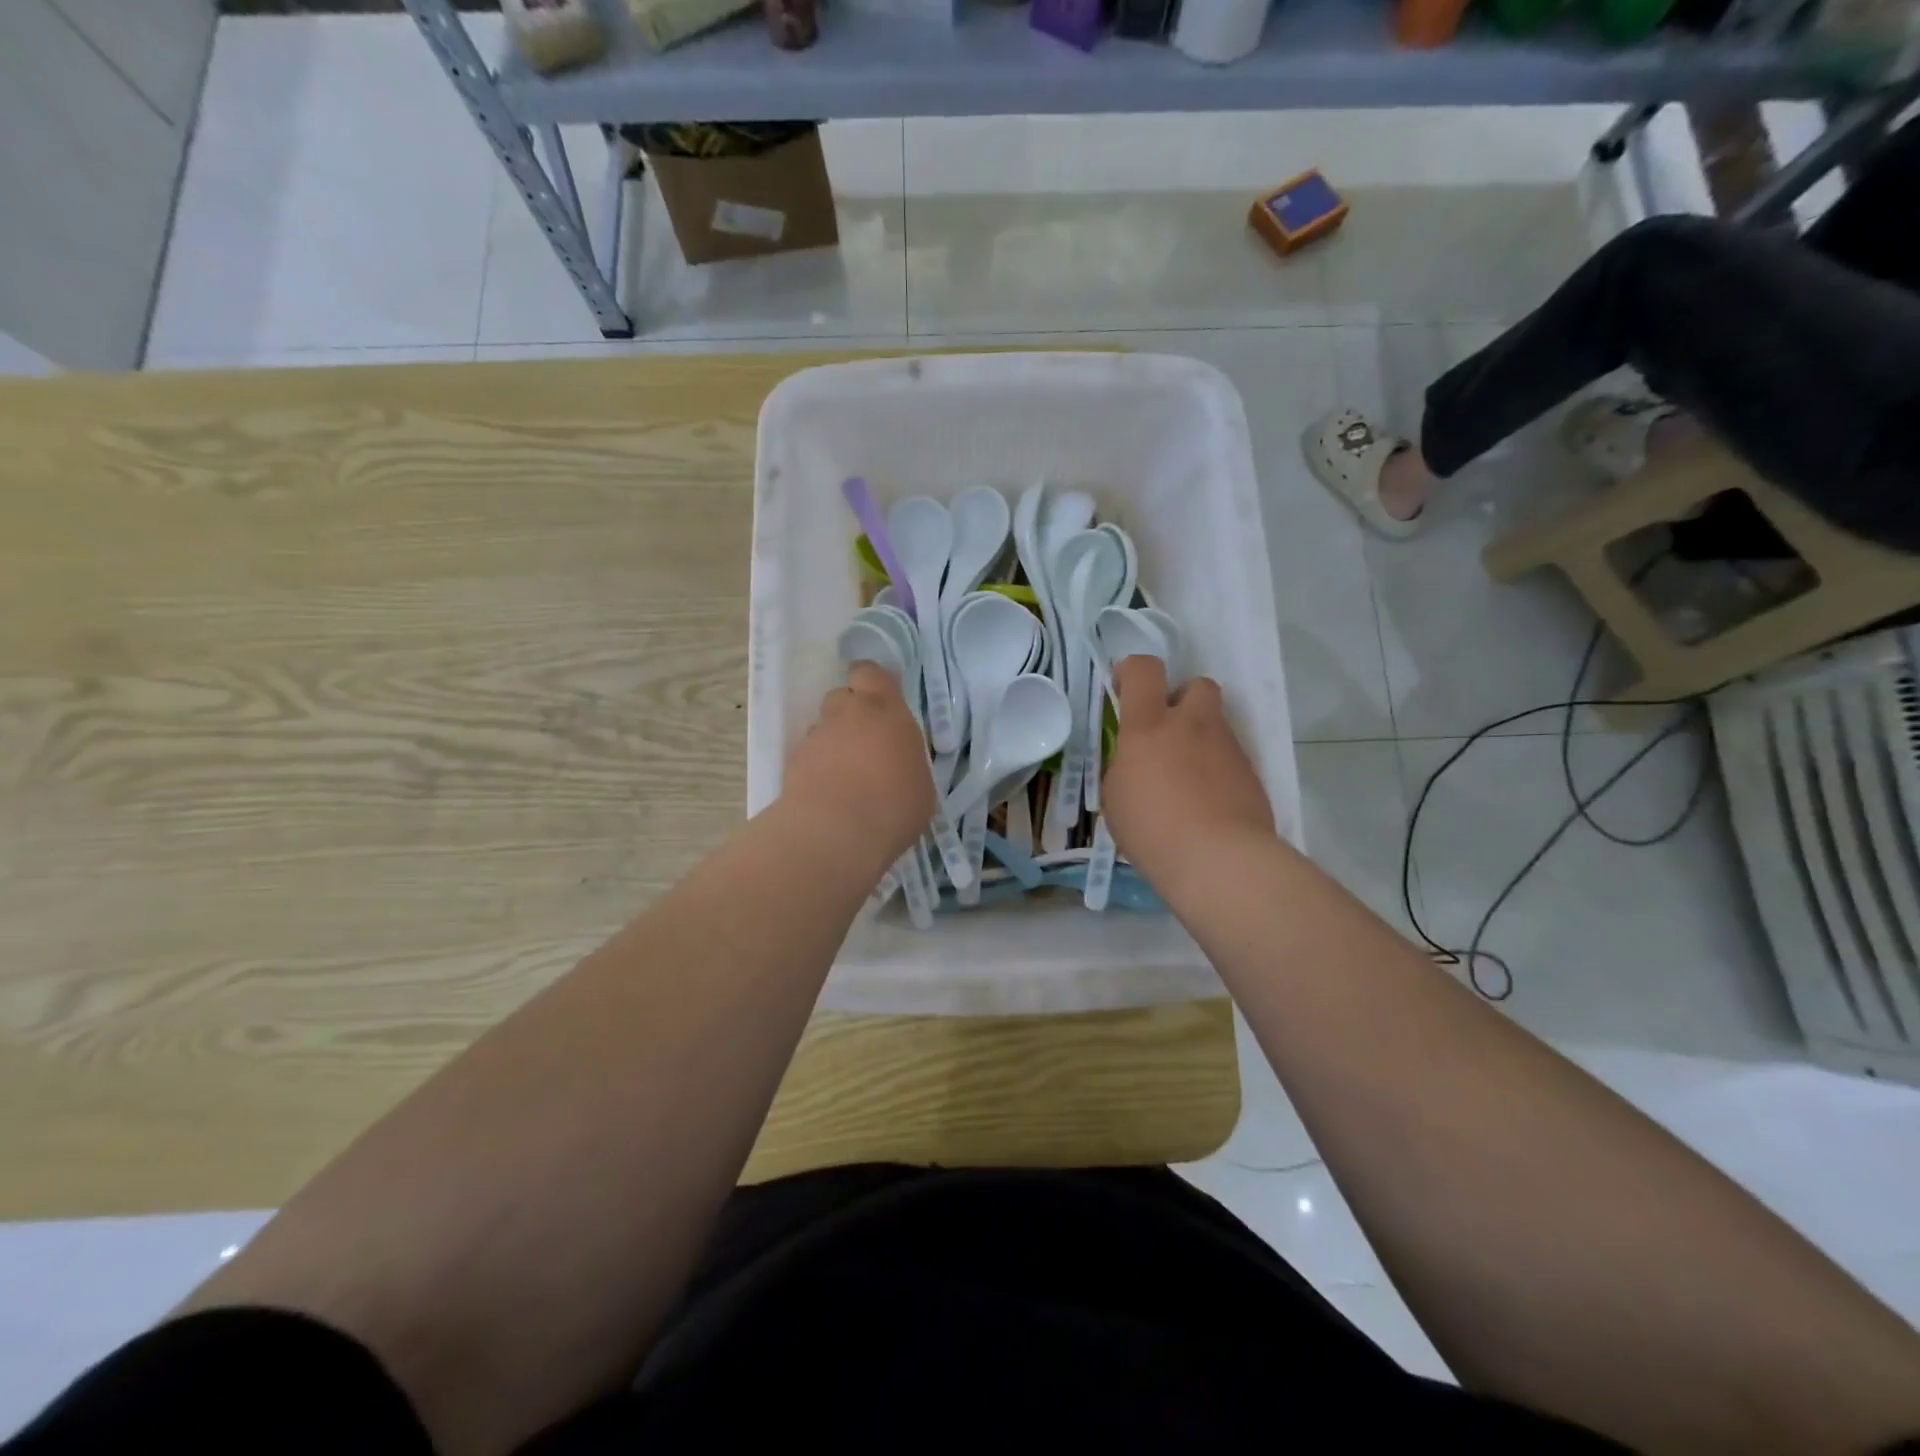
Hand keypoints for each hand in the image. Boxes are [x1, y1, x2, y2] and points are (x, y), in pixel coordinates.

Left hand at [782, 661, 932, 866]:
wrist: (836, 832)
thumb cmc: (894, 805)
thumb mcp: (921, 783)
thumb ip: (906, 760)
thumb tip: (898, 763)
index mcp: (885, 709)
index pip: (870, 672)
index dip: (871, 681)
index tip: (879, 700)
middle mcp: (846, 714)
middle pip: (841, 696)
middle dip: (850, 713)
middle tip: (864, 741)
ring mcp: (816, 737)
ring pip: (823, 727)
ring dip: (832, 741)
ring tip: (845, 775)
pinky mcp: (792, 763)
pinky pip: (808, 755)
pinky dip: (816, 767)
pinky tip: (828, 793)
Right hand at [1100, 656, 1274, 895]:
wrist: (1220, 860)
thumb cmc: (1152, 830)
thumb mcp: (1115, 798)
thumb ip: (1124, 767)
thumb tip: (1135, 762)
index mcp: (1149, 726)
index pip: (1144, 670)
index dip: (1132, 671)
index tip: (1124, 689)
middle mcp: (1191, 725)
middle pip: (1196, 684)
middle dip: (1182, 699)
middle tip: (1167, 731)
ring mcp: (1227, 747)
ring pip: (1215, 723)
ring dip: (1199, 738)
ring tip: (1186, 778)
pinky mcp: (1251, 772)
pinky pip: (1230, 756)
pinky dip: (1217, 769)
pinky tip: (1207, 802)